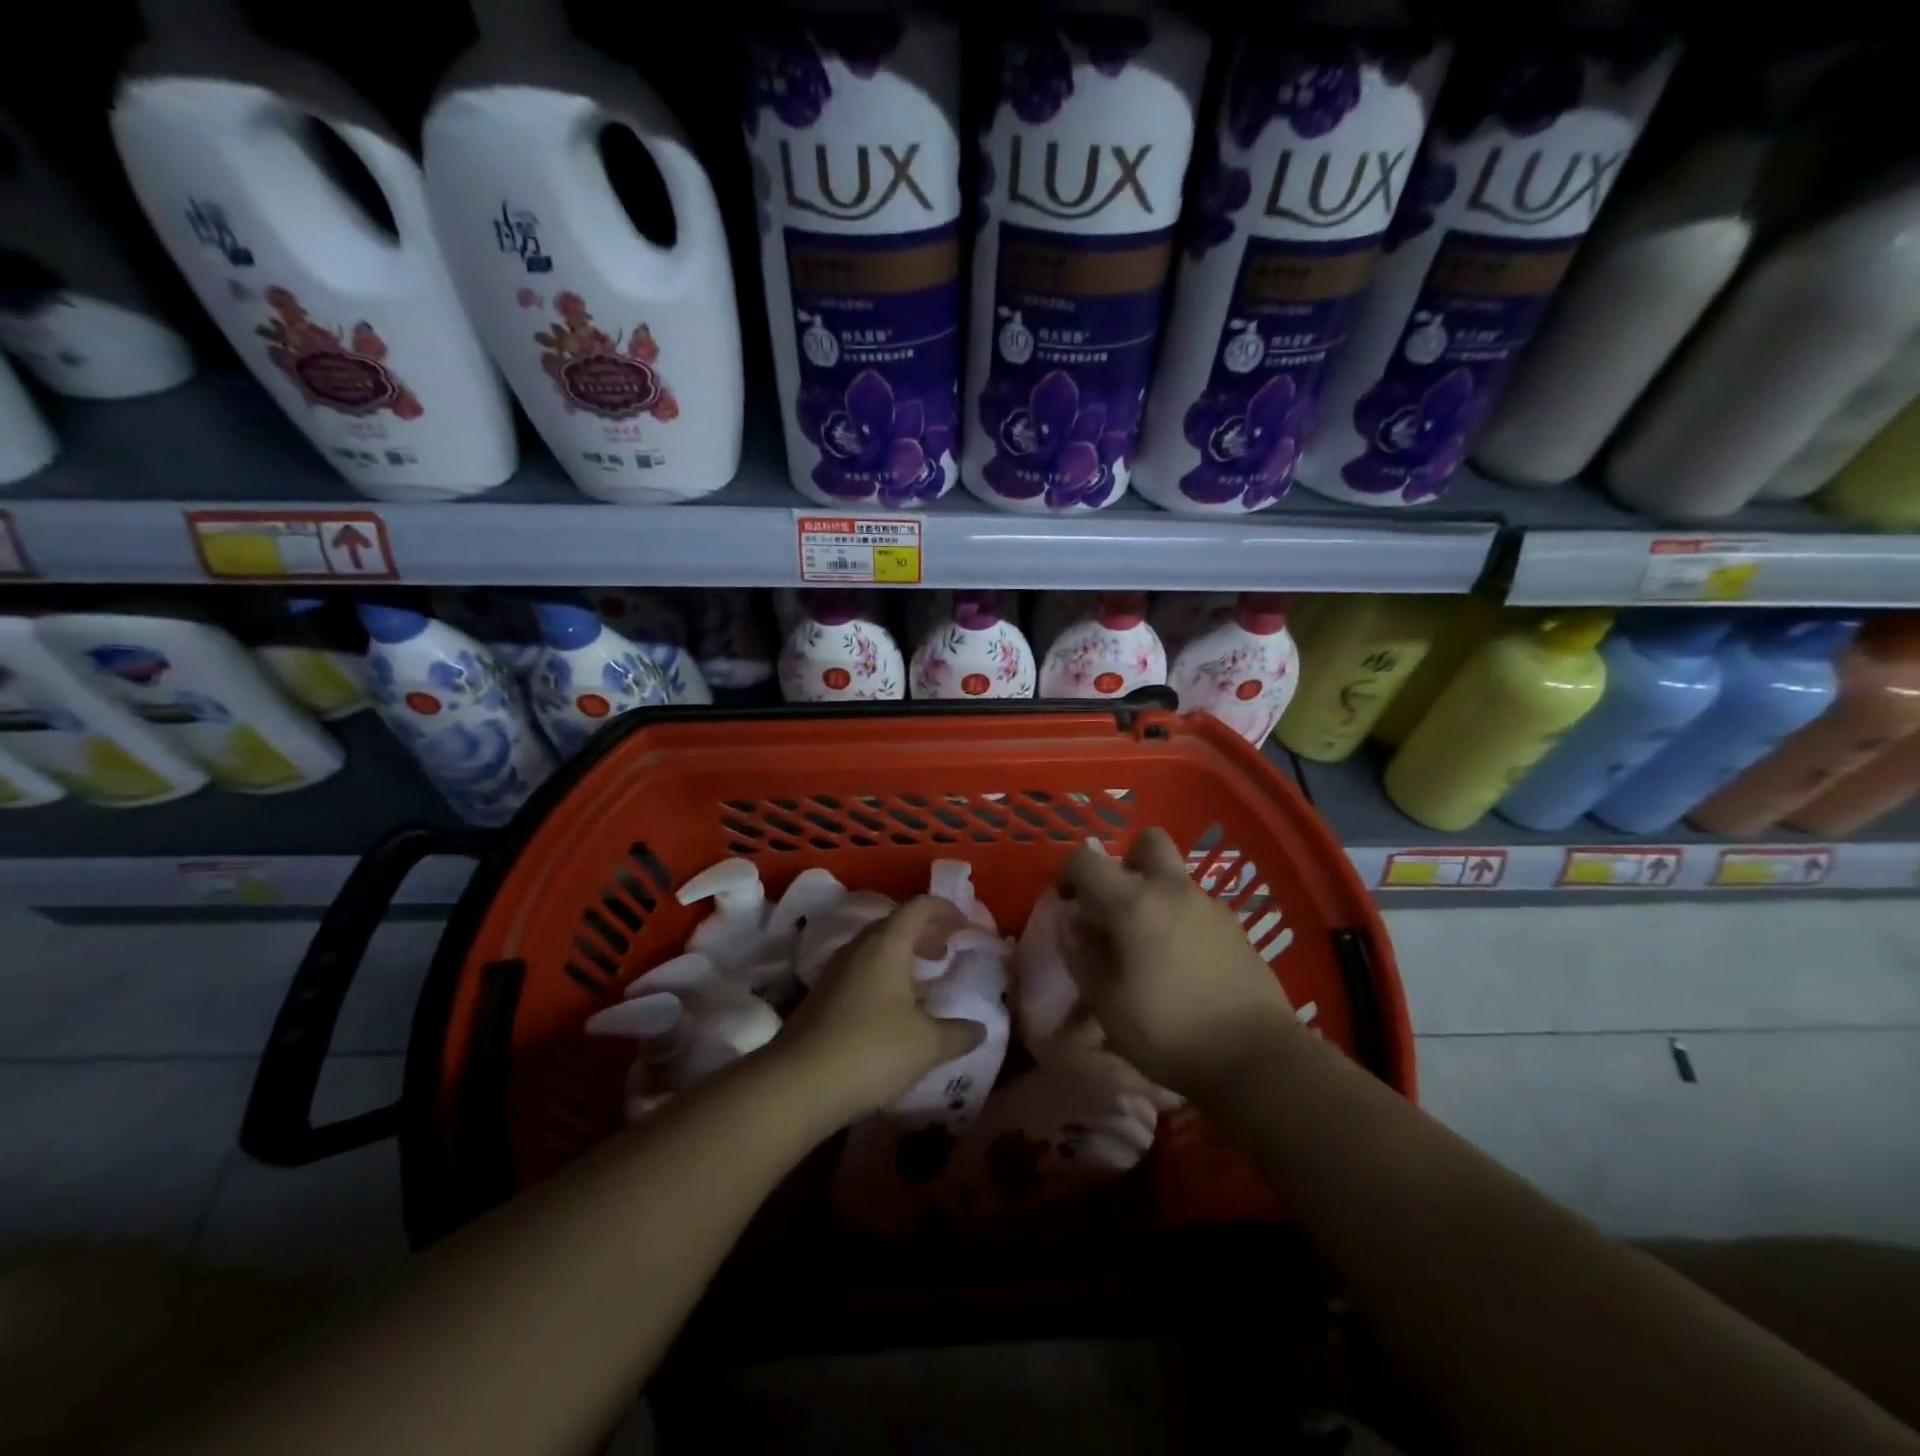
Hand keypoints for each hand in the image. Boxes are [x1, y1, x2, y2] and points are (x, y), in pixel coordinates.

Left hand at [773, 896, 985, 1126]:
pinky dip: (884, 975)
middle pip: (895, 924)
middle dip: (924, 932)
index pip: (919, 907)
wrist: (798, 1084)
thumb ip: (958, 1033)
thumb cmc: (871, 1050)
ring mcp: (835, 970)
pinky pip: (861, 970)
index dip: (946, 910)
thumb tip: (980, 1029)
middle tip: (947, 951)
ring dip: (902, 955)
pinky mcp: (822, 995)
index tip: (965, 926)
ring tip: (924, 978)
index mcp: (887, 944)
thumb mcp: (926, 1045)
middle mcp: (858, 947)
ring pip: (875, 948)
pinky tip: (894, 1008)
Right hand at [1059, 828, 1299, 1103]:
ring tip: (1149, 944)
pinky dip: (1182, 919)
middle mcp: (1173, 890)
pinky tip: (1183, 962)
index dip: (1068, 874)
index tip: (1067, 903)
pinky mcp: (1236, 928)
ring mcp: (1210, 906)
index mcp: (1133, 903)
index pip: (1087, 860)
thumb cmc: (1168, 1031)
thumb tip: (1074, 924)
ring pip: (1175, 877)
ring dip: (1156, 894)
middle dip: (1127, 860)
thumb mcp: (1107, 1003)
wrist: (1256, 1057)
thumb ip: (1083, 955)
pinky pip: (1198, 906)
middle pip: (1148, 841)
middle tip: (1117, 902)